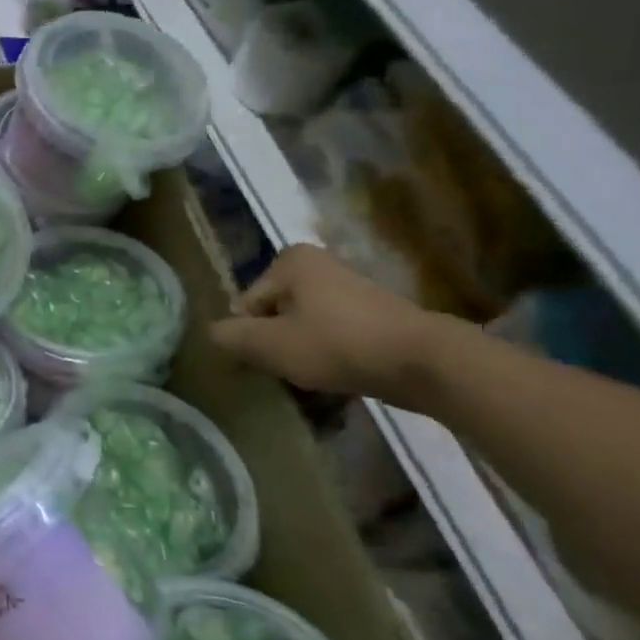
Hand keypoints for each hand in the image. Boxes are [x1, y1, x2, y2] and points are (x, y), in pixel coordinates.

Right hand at [209, 244, 450, 406]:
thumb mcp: (268, 344)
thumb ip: (229, 337)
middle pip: (274, 314)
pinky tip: (339, 377)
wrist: (425, 363)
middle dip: (276, 343)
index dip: (250, 337)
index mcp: (290, 262)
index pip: (246, 305)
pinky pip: (334, 336)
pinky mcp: (376, 315)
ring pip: (304, 327)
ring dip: (302, 352)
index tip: (268, 360)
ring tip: (314, 378)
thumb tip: (214, 334)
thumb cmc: (336, 344)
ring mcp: (351, 289)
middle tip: (288, 371)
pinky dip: (330, 356)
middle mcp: (320, 265)